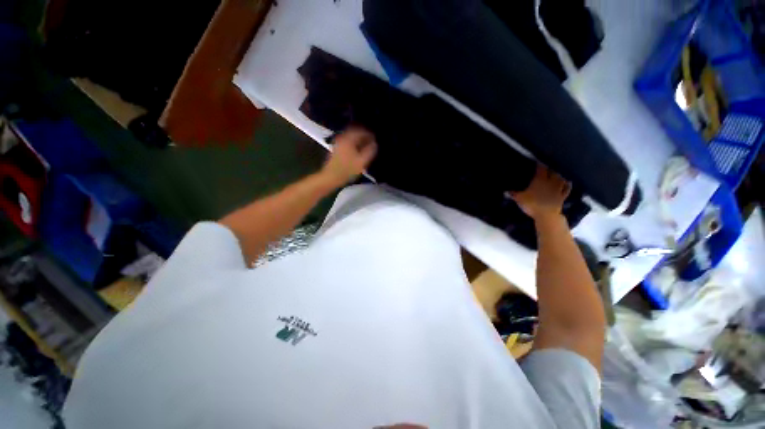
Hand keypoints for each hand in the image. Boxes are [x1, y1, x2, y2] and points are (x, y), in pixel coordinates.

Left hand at [320, 126, 377, 187]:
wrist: (331, 177)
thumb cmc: (347, 170)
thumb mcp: (362, 162)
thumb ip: (370, 151)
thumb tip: (374, 144)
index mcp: (349, 139)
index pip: (361, 131)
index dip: (370, 135)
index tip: (375, 140)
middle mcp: (342, 137)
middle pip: (355, 132)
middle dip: (364, 136)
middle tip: (371, 142)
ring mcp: (338, 142)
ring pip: (351, 137)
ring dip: (359, 140)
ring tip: (366, 146)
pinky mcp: (336, 148)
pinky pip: (347, 141)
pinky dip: (354, 143)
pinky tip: (357, 150)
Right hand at [508, 164, 570, 220]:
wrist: (546, 215)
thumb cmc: (531, 204)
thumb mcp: (519, 198)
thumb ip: (513, 193)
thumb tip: (506, 190)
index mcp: (539, 180)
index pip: (541, 169)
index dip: (539, 165)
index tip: (537, 162)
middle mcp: (550, 182)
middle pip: (552, 172)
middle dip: (550, 168)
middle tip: (547, 167)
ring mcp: (558, 189)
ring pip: (561, 179)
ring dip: (559, 175)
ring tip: (556, 173)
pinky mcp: (562, 196)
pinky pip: (567, 189)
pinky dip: (567, 185)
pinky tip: (567, 182)